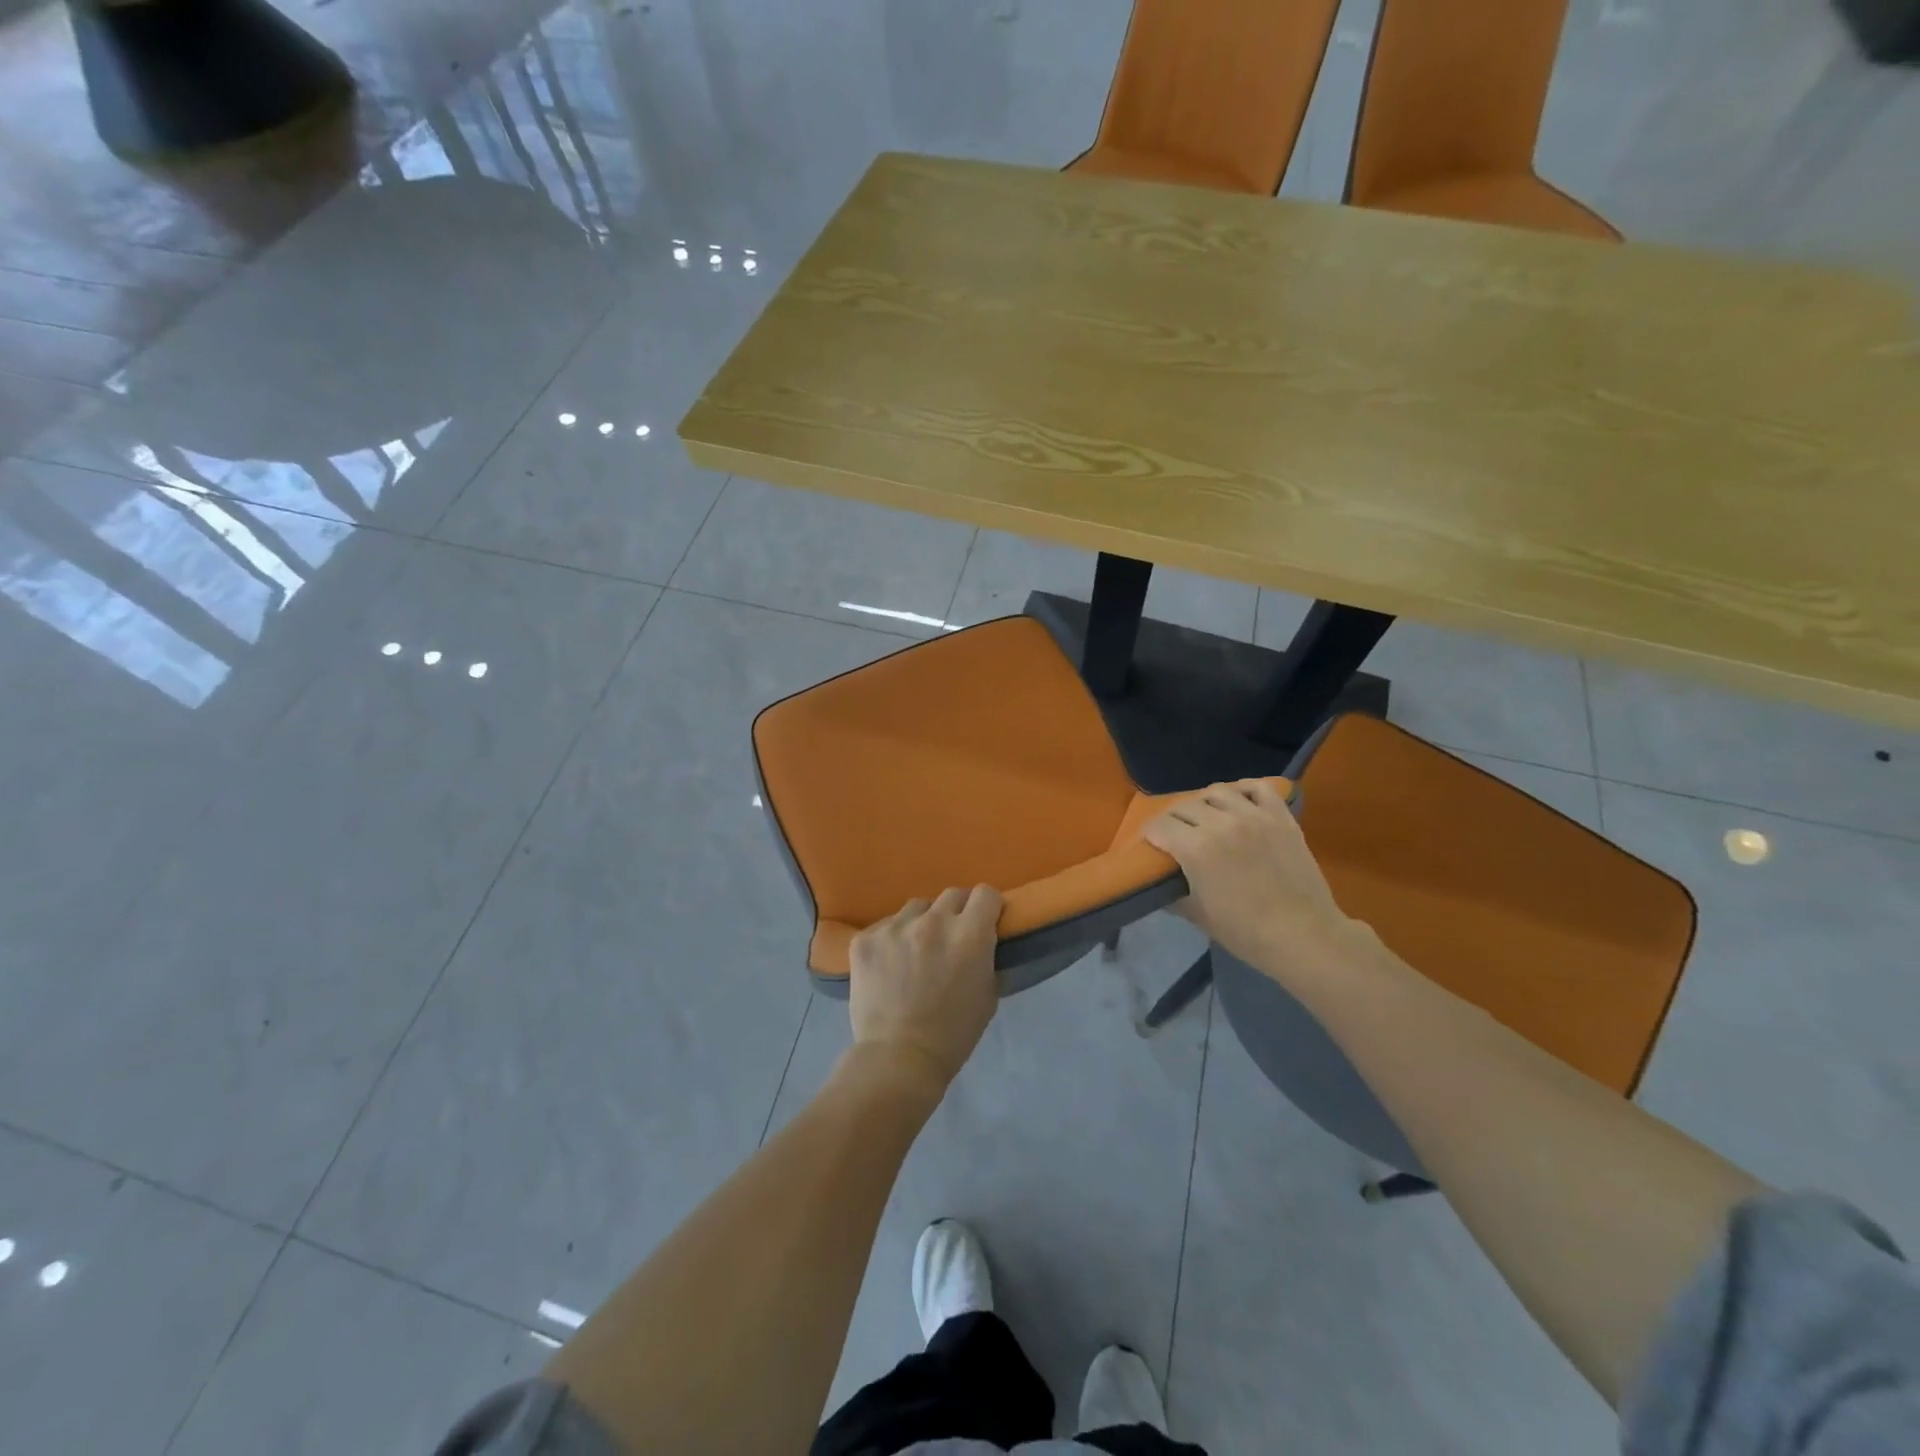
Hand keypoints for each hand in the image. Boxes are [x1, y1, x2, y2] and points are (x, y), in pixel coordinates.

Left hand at [848, 886, 1002, 1091]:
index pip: (985, 894)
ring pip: (916, 908)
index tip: (984, 921)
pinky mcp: (865, 939)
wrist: (898, 1058)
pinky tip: (889, 965)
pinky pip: (885, 926)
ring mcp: (895, 927)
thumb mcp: (988, 996)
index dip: (988, 907)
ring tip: (916, 950)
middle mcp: (933, 921)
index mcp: (969, 934)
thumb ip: (987, 959)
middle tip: (952, 937)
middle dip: (957, 912)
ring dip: (922, 922)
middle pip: (952, 895)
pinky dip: (892, 940)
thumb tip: (984, 942)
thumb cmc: (953, 1033)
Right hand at [1144, 779, 1370, 988]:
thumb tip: (1160, 884)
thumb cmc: (1245, 932)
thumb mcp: (1197, 916)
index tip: (1151, 845)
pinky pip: (1257, 787)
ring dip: (1204, 803)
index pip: (1159, 826)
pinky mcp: (1280, 817)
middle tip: (1176, 836)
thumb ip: (1173, 893)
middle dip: (1173, 820)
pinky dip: (1243, 790)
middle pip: (1184, 806)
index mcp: (1195, 848)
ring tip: (1206, 817)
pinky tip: (1238, 801)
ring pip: (1217, 791)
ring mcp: (1254, 816)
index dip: (1150, 835)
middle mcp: (1221, 823)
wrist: (1303, 936)